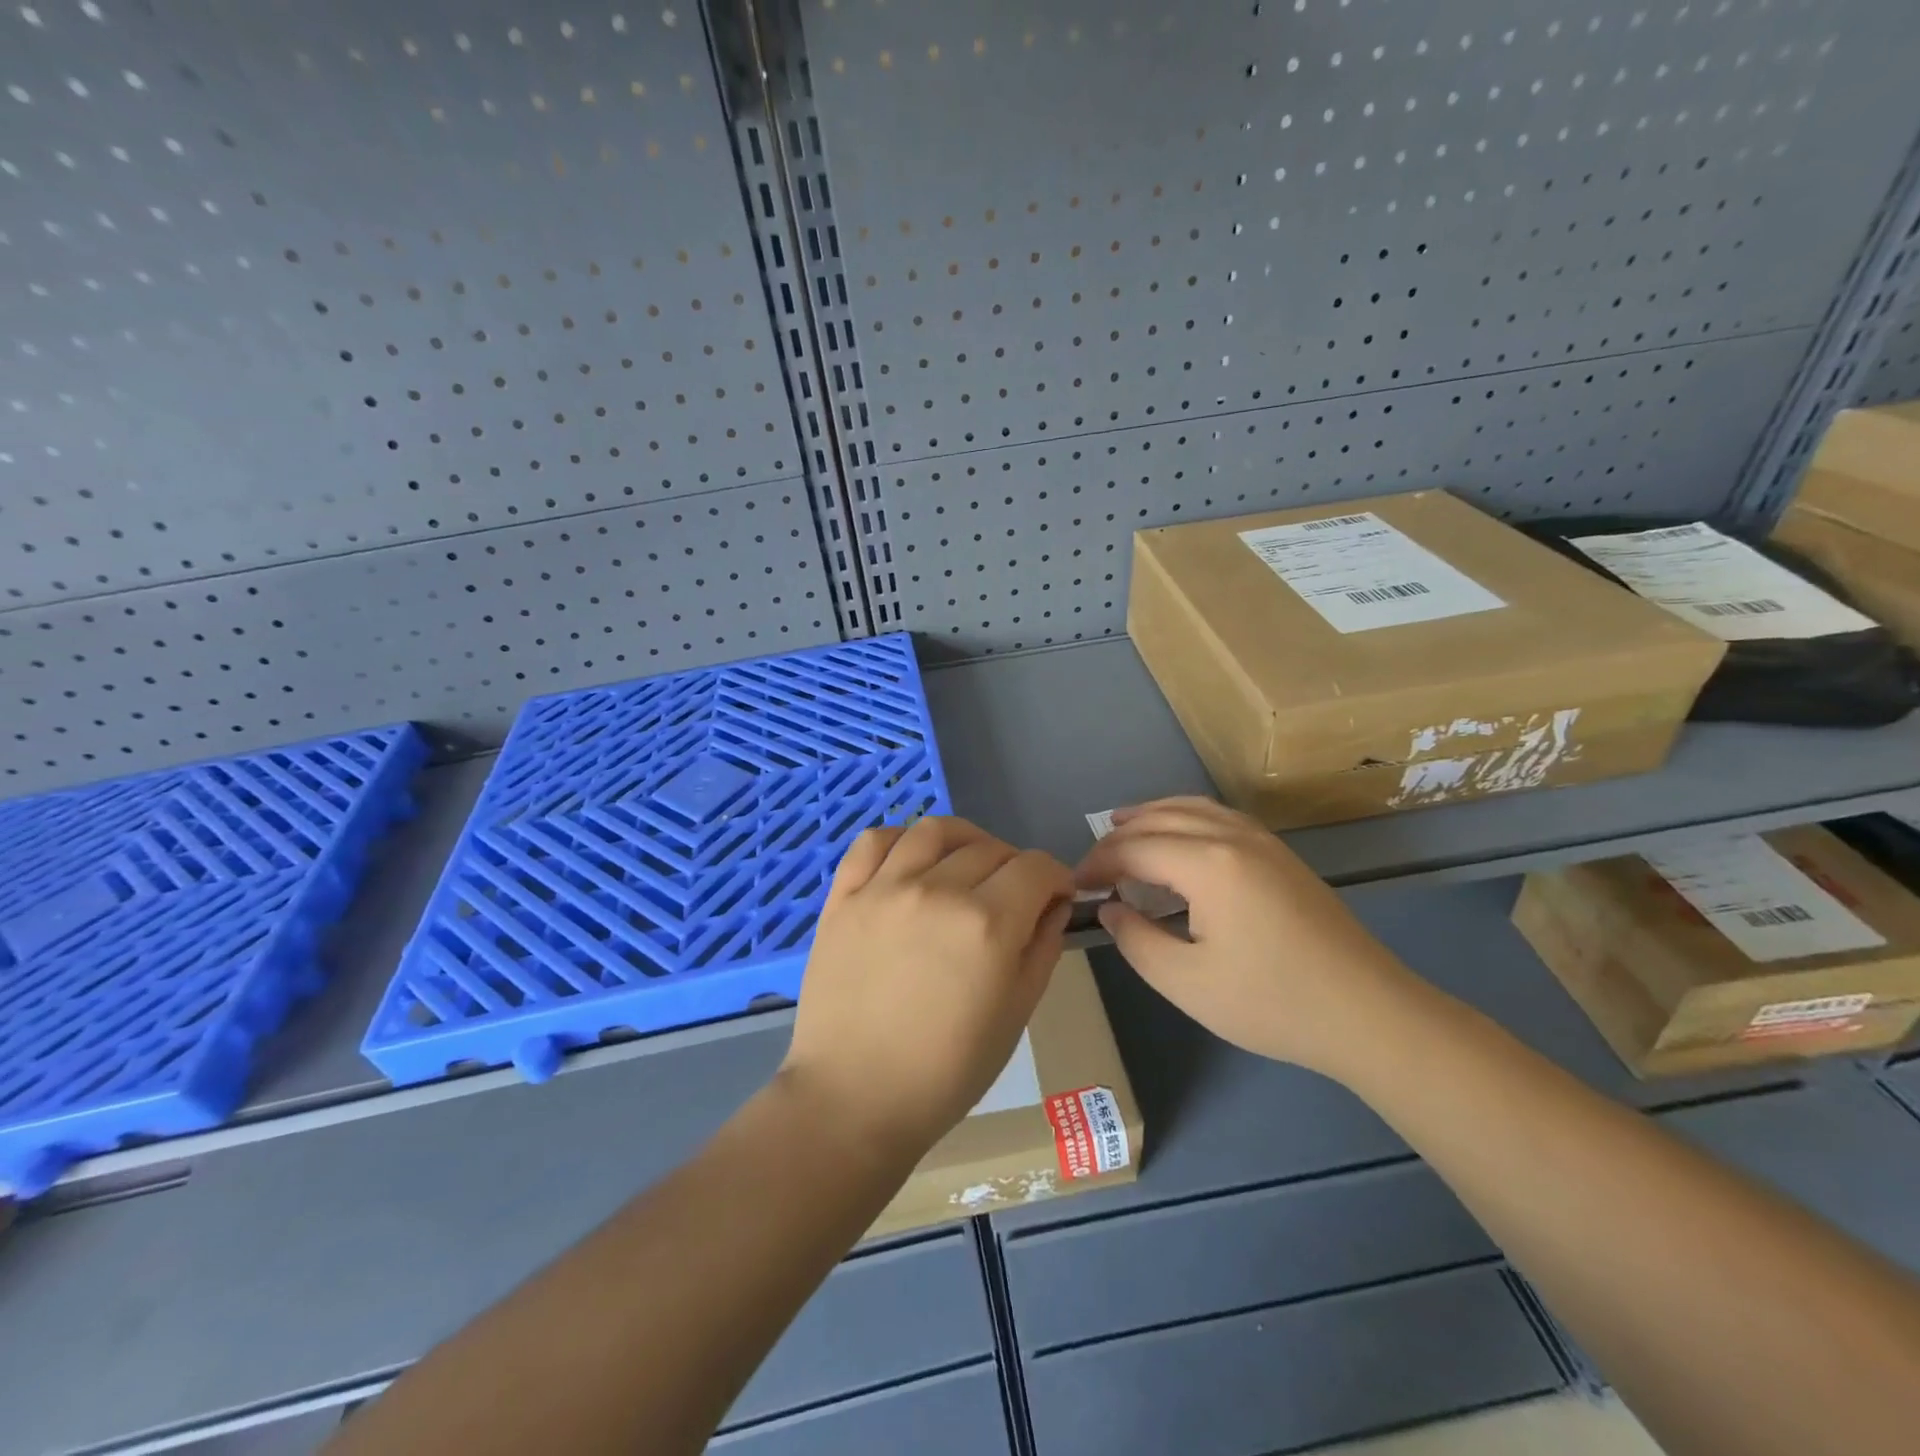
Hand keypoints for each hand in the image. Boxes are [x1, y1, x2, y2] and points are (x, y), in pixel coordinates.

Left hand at [783, 817, 1073, 1157]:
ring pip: (934, 830)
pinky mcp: (844, 896)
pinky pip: (874, 840)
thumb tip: (1053, 904)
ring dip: (964, 840)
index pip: (1035, 867)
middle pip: (990, 848)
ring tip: (965, 864)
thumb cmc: (946, 1071)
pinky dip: (900, 838)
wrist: (854, 1097)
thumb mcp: (1015, 1014)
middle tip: (1012, 897)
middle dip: (1014, 866)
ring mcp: (884, 888)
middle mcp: (937, 891)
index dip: (1056, 877)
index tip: (1055, 896)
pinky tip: (911, 860)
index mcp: (987, 924)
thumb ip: (1042, 948)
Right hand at [1074, 797, 1418, 1079]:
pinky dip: (1185, 817)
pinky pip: (1218, 816)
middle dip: (1118, 837)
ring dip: (1151, 815)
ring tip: (1121, 826)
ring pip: (1193, 808)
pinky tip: (1179, 837)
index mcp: (1207, 864)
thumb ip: (1136, 940)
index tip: (1074, 888)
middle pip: (1160, 819)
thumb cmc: (1272, 1002)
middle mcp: (1232, 837)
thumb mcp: (1186, 983)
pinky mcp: (1280, 854)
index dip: (1097, 864)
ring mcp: (1262, 841)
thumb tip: (1111, 908)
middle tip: (1092, 867)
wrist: (1368, 1013)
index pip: (1134, 848)